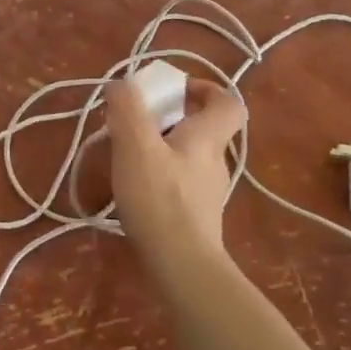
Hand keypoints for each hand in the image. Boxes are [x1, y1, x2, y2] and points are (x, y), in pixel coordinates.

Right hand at [103, 76, 246, 274]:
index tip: (175, 90)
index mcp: (208, 138)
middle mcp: (215, 161)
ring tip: (129, 153)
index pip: (228, 103)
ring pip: (190, 156)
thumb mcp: (136, 147)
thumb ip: (128, 110)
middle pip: (204, 128)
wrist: (181, 266)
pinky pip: (181, 181)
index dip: (206, 89)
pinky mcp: (196, 216)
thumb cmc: (160, 199)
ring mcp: (207, 192)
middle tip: (138, 120)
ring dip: (163, 146)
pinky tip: (136, 186)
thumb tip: (122, 84)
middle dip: (173, 118)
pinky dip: (161, 174)